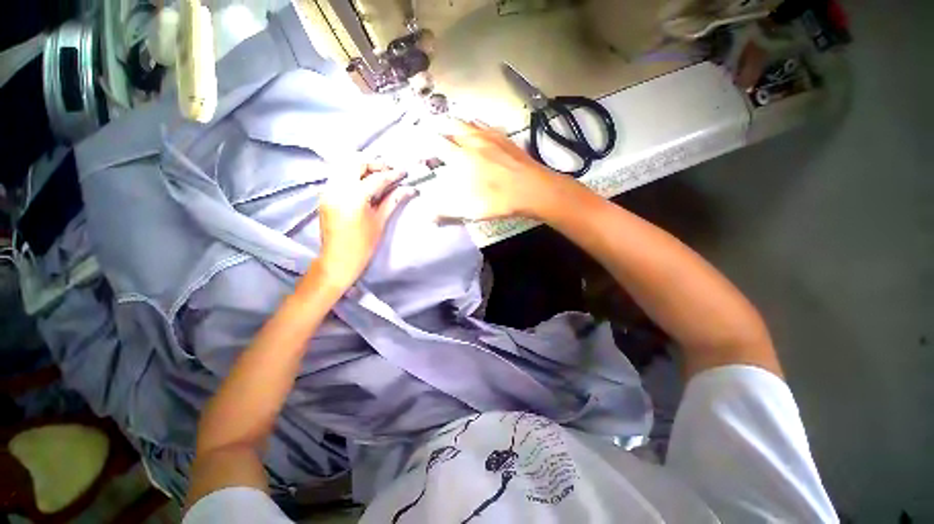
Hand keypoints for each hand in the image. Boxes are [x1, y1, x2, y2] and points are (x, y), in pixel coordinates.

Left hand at [317, 162, 416, 288]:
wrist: (338, 259)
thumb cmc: (363, 245)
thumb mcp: (380, 222)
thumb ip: (392, 201)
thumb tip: (409, 189)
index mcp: (353, 198)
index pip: (376, 178)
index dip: (392, 174)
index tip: (404, 172)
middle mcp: (337, 188)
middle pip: (356, 163)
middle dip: (375, 164)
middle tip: (390, 172)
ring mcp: (328, 190)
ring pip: (344, 166)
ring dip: (363, 167)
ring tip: (378, 175)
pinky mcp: (324, 195)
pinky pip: (338, 175)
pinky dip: (352, 174)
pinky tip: (364, 183)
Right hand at [430, 119, 560, 220]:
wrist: (533, 189)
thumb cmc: (499, 199)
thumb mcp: (470, 209)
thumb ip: (446, 211)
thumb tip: (428, 216)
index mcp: (462, 157)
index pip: (438, 144)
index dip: (427, 142)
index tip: (420, 142)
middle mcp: (473, 142)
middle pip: (452, 126)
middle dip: (440, 126)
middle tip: (434, 128)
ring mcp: (491, 137)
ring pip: (469, 122)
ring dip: (458, 123)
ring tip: (452, 124)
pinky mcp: (505, 138)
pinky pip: (487, 125)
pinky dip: (478, 124)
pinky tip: (480, 129)